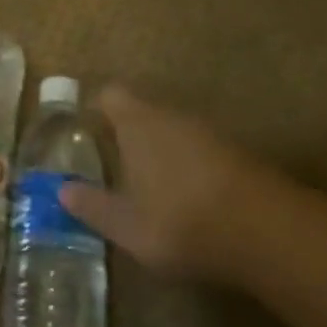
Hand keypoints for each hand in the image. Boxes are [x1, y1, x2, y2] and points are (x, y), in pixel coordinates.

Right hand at [61, 86, 266, 277]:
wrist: (265, 230)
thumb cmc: (179, 220)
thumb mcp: (125, 225)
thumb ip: (92, 206)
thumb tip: (61, 190)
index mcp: (138, 123)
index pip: (111, 95)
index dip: (98, 109)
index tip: (89, 133)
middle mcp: (172, 116)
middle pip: (144, 112)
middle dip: (130, 135)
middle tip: (117, 169)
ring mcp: (209, 132)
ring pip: (174, 132)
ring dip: (163, 153)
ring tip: (153, 191)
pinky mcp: (238, 153)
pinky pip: (201, 151)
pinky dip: (191, 168)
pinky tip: (192, 202)